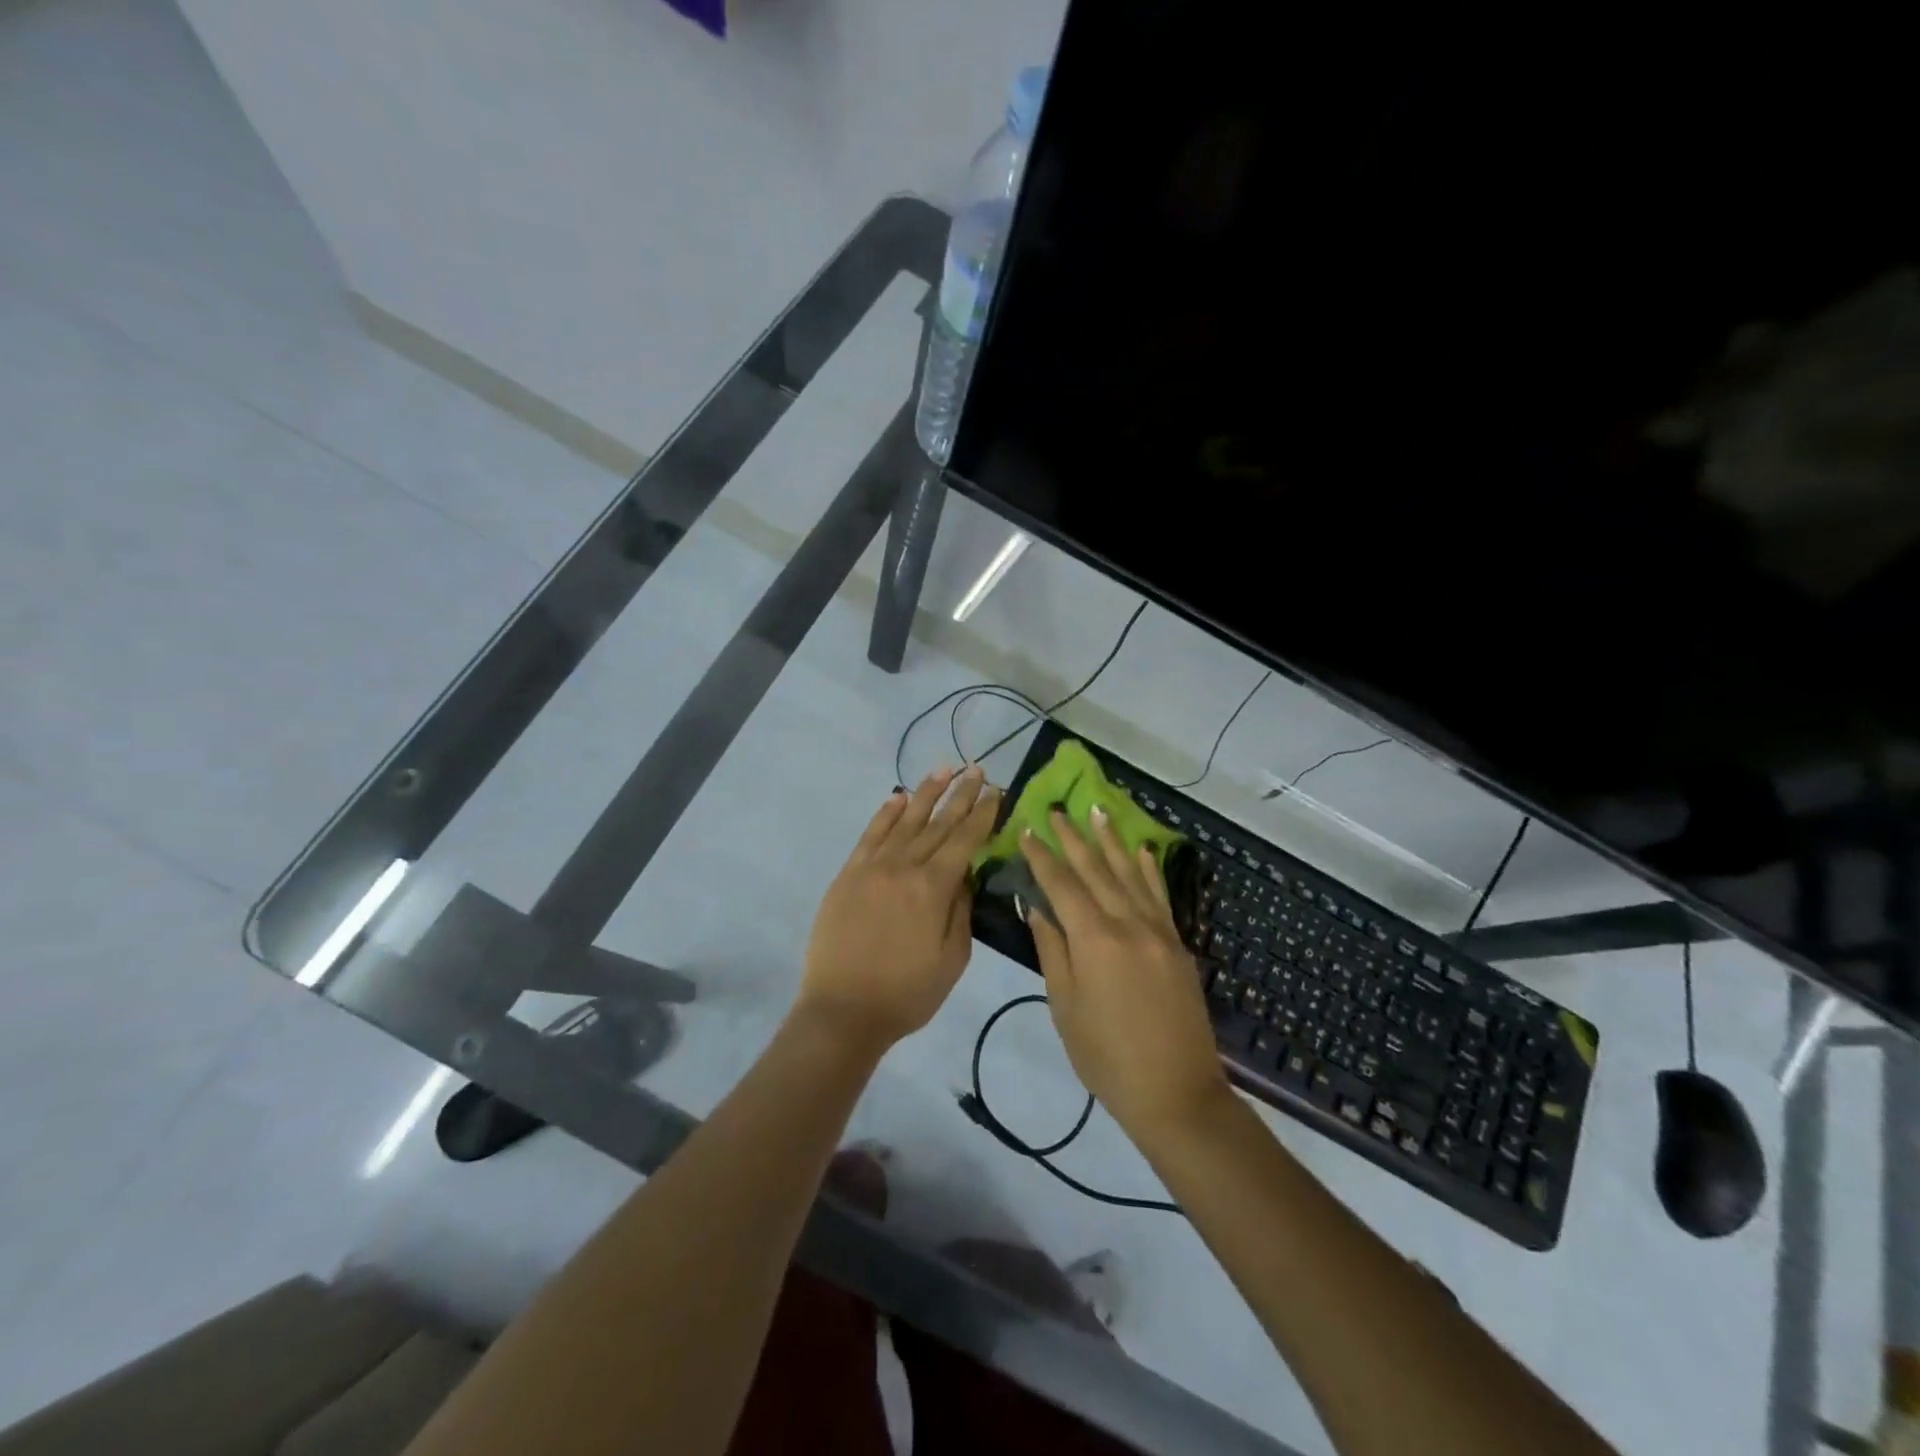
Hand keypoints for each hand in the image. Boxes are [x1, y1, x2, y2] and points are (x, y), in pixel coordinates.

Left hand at [799, 766, 999, 1052]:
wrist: (842, 1011)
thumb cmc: (906, 993)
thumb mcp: (951, 960)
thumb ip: (961, 911)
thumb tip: (965, 875)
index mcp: (933, 888)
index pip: (964, 840)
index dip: (983, 814)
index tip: (996, 791)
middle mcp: (903, 866)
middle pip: (938, 823)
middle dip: (961, 795)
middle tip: (977, 770)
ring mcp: (872, 867)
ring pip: (904, 820)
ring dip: (926, 793)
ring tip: (944, 769)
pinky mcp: (848, 874)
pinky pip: (870, 835)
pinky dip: (885, 814)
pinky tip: (897, 798)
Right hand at [1020, 807, 1229, 1143]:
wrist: (1175, 1092)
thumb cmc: (1106, 1056)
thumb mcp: (1065, 1006)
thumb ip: (1052, 950)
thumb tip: (1036, 907)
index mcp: (1094, 939)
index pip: (1061, 885)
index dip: (1041, 857)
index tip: (1026, 830)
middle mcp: (1127, 923)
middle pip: (1095, 870)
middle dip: (1073, 839)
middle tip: (1055, 810)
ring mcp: (1158, 931)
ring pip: (1130, 874)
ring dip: (1111, 841)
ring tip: (1097, 812)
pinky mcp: (1177, 943)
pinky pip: (1160, 895)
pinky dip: (1149, 869)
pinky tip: (1141, 850)